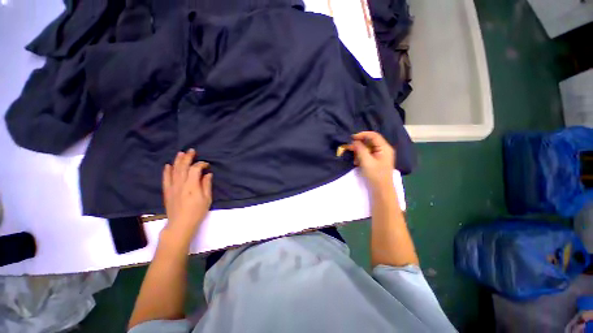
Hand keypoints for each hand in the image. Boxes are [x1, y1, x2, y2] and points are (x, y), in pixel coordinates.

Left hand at [162, 149, 212, 242]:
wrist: (180, 224)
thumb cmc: (197, 212)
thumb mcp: (207, 199)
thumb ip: (206, 185)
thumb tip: (207, 174)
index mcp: (192, 186)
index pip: (195, 169)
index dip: (201, 164)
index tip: (206, 165)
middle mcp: (180, 184)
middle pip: (183, 167)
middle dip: (187, 157)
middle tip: (191, 151)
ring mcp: (172, 187)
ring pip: (174, 170)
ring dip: (177, 161)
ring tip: (180, 153)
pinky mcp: (167, 191)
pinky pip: (165, 178)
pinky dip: (166, 171)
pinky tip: (168, 165)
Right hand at [349, 131, 394, 189]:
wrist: (381, 190)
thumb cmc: (375, 175)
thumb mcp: (366, 161)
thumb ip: (360, 149)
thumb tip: (354, 141)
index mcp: (384, 148)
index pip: (373, 135)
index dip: (362, 135)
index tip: (352, 138)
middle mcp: (383, 149)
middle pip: (370, 142)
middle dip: (359, 144)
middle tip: (349, 148)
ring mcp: (380, 156)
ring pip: (367, 148)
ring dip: (359, 151)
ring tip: (354, 158)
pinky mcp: (376, 161)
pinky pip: (367, 155)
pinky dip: (361, 157)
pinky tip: (356, 162)